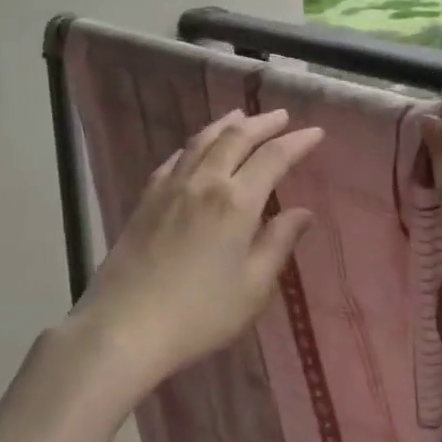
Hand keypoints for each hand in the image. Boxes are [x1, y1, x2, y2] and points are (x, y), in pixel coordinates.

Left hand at [76, 109, 324, 392]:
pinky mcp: (147, 197)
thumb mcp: (253, 288)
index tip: (316, 132)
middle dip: (263, 123)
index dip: (297, 141)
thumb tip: (303, 212)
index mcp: (236, 202)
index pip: (273, 157)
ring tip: (241, 116)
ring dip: (227, 124)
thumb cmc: (200, 314)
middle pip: (236, 137)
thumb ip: (278, 243)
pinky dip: (194, 144)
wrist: (126, 325)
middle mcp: (205, 181)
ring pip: (203, 139)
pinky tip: (196, 147)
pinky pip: (176, 158)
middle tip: (281, 116)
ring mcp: (172, 186)